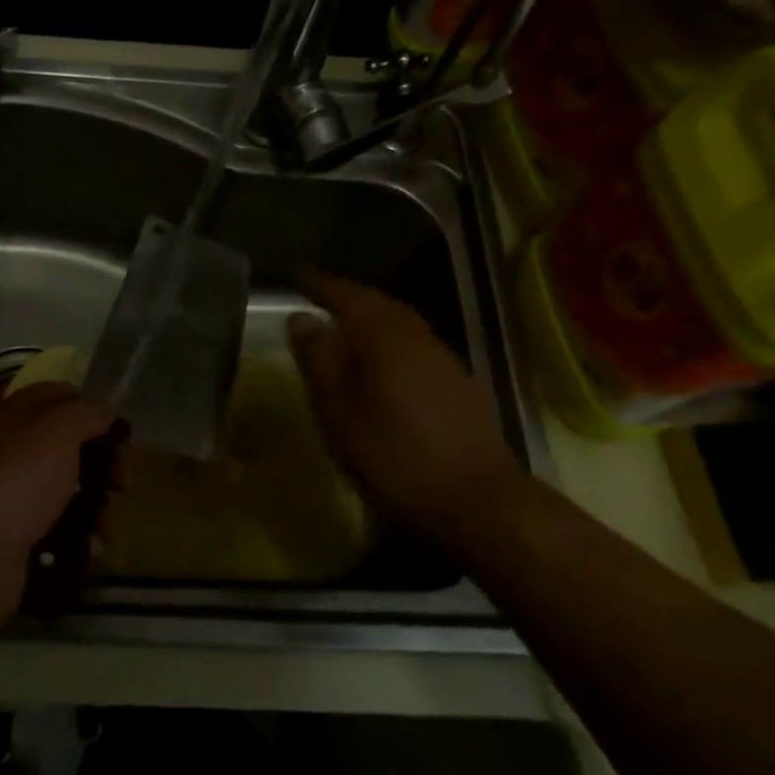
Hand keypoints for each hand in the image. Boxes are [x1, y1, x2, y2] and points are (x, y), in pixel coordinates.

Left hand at [0, 383, 117, 641]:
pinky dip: (79, 542)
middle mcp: (12, 455)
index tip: (123, 435)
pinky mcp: (18, 545)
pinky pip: (59, 536)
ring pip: (67, 495)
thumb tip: (107, 416)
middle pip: (69, 449)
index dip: (94, 410)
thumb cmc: (9, 482)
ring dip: (96, 507)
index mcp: (14, 418)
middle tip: (122, 483)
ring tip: (106, 524)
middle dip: (103, 464)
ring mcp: (13, 502)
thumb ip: (86, 414)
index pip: (60, 398)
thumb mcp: (55, 430)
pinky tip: (91, 549)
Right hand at [287, 273, 523, 542]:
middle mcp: (417, 337)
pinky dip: (391, 344)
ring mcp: (444, 360)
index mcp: (384, 336)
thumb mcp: (339, 410)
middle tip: (320, 297)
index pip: (346, 295)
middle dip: (349, 297)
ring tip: (346, 329)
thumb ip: (319, 359)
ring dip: (372, 320)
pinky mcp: (460, 386)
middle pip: (379, 304)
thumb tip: (301, 318)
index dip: (320, 284)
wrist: (476, 500)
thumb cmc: (393, 454)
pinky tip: (383, 367)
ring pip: (401, 325)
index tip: (297, 274)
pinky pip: (415, 347)